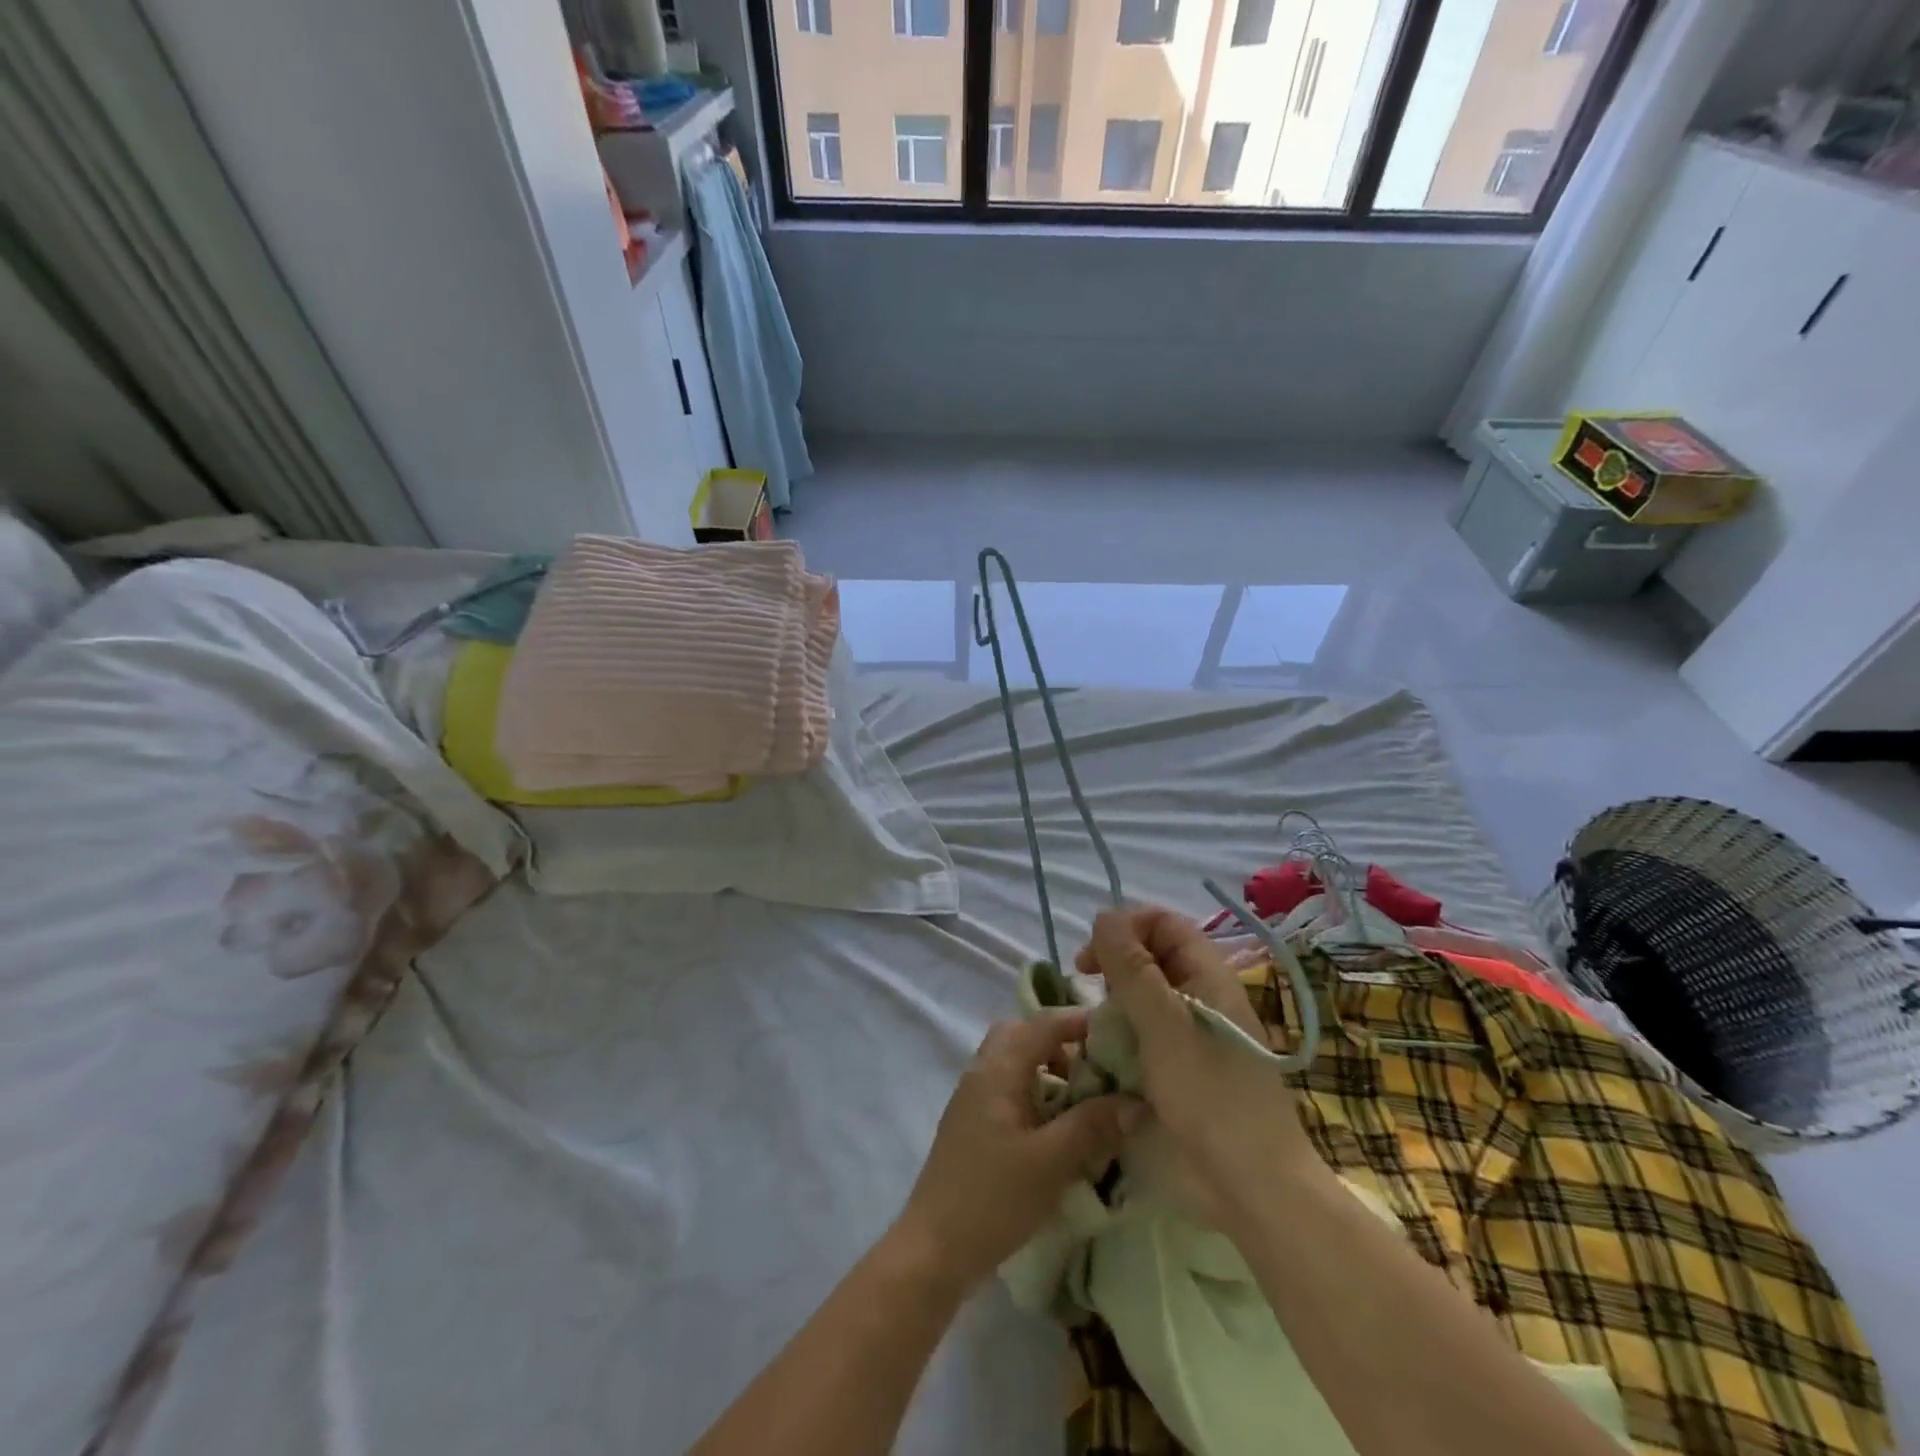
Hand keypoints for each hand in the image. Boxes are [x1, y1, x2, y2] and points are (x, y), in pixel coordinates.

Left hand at [894, 1010, 1145, 1295]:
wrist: (933, 1250)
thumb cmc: (993, 1198)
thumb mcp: (1051, 1162)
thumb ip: (1094, 1126)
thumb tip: (1137, 1100)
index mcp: (999, 1068)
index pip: (1044, 1022)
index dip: (1082, 1021)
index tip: (1120, 1034)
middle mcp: (983, 1071)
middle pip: (1024, 1034)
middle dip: (1063, 1043)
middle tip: (1096, 1070)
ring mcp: (974, 1097)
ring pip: (1016, 1061)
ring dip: (1050, 1069)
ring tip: (1083, 1102)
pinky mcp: (974, 1124)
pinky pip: (1009, 1088)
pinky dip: (1037, 1092)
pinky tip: (1057, 1130)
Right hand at [1076, 907, 1321, 1228]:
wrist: (1253, 1185)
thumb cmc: (1209, 1095)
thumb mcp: (1163, 1024)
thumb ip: (1132, 968)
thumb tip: (1104, 916)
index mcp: (1208, 975)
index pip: (1164, 923)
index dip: (1126, 927)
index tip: (1092, 956)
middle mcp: (1202, 995)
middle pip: (1153, 954)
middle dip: (1116, 960)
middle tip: (1085, 982)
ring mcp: (1194, 1033)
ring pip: (1146, 994)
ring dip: (1116, 999)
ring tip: (1095, 1022)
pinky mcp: (1183, 1066)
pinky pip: (1146, 1031)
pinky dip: (1123, 1032)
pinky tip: (1107, 1052)